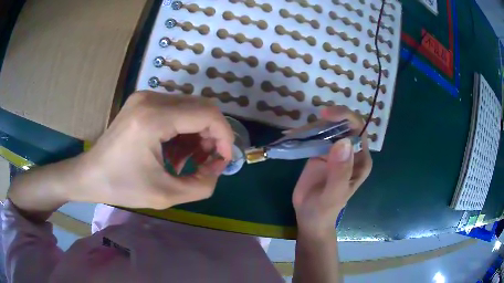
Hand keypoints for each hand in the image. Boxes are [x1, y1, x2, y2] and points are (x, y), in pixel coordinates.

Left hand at [74, 91, 233, 208]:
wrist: (90, 175)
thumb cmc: (122, 187)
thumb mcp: (165, 195)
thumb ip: (201, 185)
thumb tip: (217, 168)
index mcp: (154, 118)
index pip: (207, 113)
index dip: (224, 136)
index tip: (223, 160)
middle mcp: (151, 98)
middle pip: (201, 107)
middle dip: (212, 135)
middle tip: (206, 163)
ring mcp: (146, 97)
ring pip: (190, 108)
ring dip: (197, 134)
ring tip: (188, 161)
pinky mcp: (142, 102)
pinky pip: (175, 111)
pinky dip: (183, 131)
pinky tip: (174, 152)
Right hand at [292, 106, 371, 237]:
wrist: (309, 218)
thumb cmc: (325, 210)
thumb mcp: (334, 195)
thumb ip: (341, 171)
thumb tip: (343, 141)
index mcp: (361, 160)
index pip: (358, 129)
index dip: (345, 117)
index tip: (326, 115)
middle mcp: (350, 152)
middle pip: (343, 124)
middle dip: (329, 118)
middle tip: (310, 122)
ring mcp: (334, 151)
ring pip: (328, 128)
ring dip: (313, 125)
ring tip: (295, 133)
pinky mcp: (319, 153)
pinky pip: (314, 137)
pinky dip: (303, 133)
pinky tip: (291, 134)